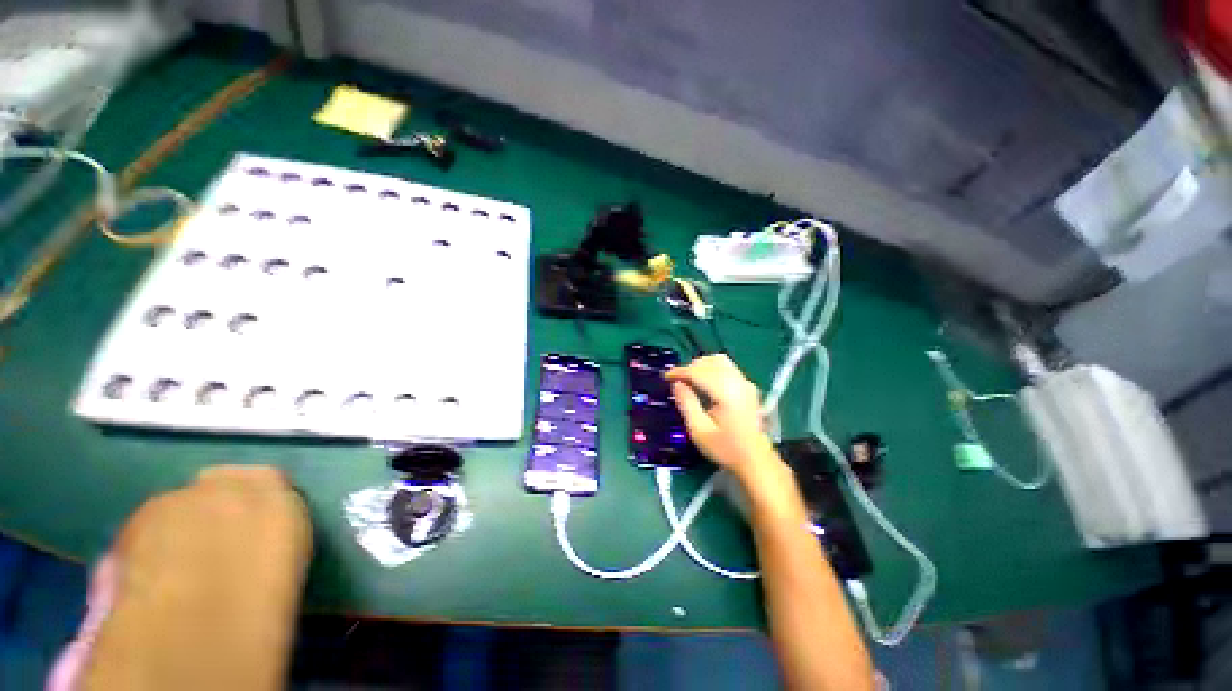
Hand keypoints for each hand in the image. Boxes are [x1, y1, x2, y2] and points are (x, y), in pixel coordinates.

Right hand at [665, 354, 777, 477]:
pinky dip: (711, 369)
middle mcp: (738, 382)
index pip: (699, 372)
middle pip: (710, 362)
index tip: (666, 377)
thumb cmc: (726, 448)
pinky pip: (727, 368)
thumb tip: (676, 384)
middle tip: (676, 381)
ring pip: (720, 361)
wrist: (756, 461)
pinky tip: (704, 383)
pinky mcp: (748, 387)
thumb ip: (686, 404)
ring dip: (701, 366)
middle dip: (690, 367)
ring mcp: (745, 383)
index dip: (680, 372)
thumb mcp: (699, 430)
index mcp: (726, 393)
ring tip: (689, 380)